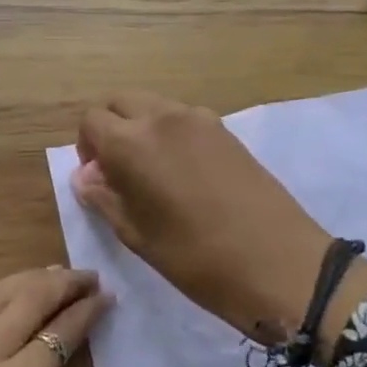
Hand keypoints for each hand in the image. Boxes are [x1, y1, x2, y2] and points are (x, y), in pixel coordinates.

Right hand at [73, 92, 366, 351]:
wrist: (280, 263)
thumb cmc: (198, 259)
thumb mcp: (139, 236)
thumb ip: (105, 198)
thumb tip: (86, 176)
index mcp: (133, 143)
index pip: (91, 121)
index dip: (87, 148)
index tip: (99, 179)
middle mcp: (163, 118)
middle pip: (121, 102)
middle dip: (111, 129)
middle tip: (120, 171)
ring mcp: (199, 119)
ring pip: (153, 106)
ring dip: (141, 128)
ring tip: (154, 173)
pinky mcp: (226, 130)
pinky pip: (183, 118)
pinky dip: (170, 133)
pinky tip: (186, 173)